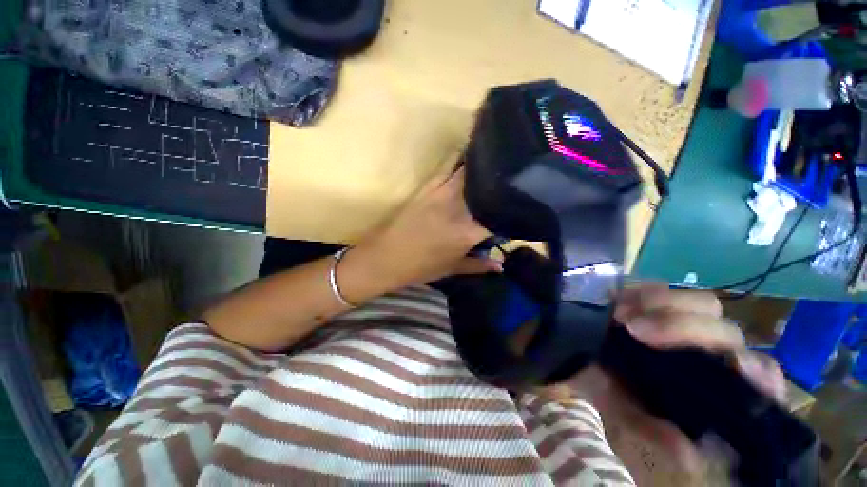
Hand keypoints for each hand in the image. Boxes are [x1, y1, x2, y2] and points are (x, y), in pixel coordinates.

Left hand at [348, 165, 500, 289]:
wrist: (385, 258)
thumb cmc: (419, 268)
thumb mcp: (451, 269)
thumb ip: (479, 265)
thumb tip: (500, 266)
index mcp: (467, 232)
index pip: (498, 215)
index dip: (509, 211)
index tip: (516, 209)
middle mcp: (458, 208)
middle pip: (486, 187)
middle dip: (500, 185)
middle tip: (509, 184)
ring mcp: (442, 193)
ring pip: (469, 173)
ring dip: (483, 171)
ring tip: (494, 169)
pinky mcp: (428, 187)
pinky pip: (450, 170)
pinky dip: (462, 166)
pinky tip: (470, 163)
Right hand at [560, 284, 786, 471]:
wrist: (578, 359)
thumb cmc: (606, 390)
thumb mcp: (626, 417)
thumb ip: (655, 433)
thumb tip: (690, 454)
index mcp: (712, 387)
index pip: (758, 376)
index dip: (757, 373)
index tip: (730, 368)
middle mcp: (708, 353)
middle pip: (728, 332)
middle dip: (684, 328)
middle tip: (632, 329)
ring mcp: (683, 322)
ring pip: (704, 306)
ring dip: (663, 306)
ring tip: (621, 316)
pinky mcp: (656, 301)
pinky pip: (663, 289)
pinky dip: (646, 293)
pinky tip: (620, 302)